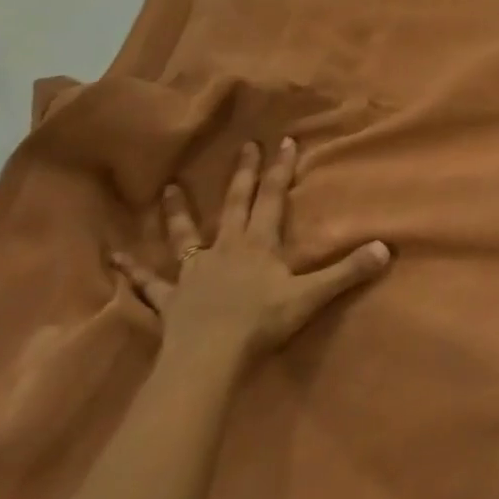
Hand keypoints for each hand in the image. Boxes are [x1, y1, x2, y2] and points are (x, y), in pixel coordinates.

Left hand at [111, 137, 389, 370]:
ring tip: (169, 187)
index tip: (282, 140)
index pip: (272, 198)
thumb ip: (347, 272)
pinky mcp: (171, 300)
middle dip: (242, 174)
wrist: (208, 358)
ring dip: (179, 211)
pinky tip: (113, 258)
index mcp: (258, 244)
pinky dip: (132, 272)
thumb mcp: (311, 296)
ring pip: (185, 234)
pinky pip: (149, 285)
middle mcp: (225, 248)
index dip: (279, 169)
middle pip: (235, 204)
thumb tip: (386, 248)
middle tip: (243, 146)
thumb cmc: (260, 324)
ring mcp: (193, 272)